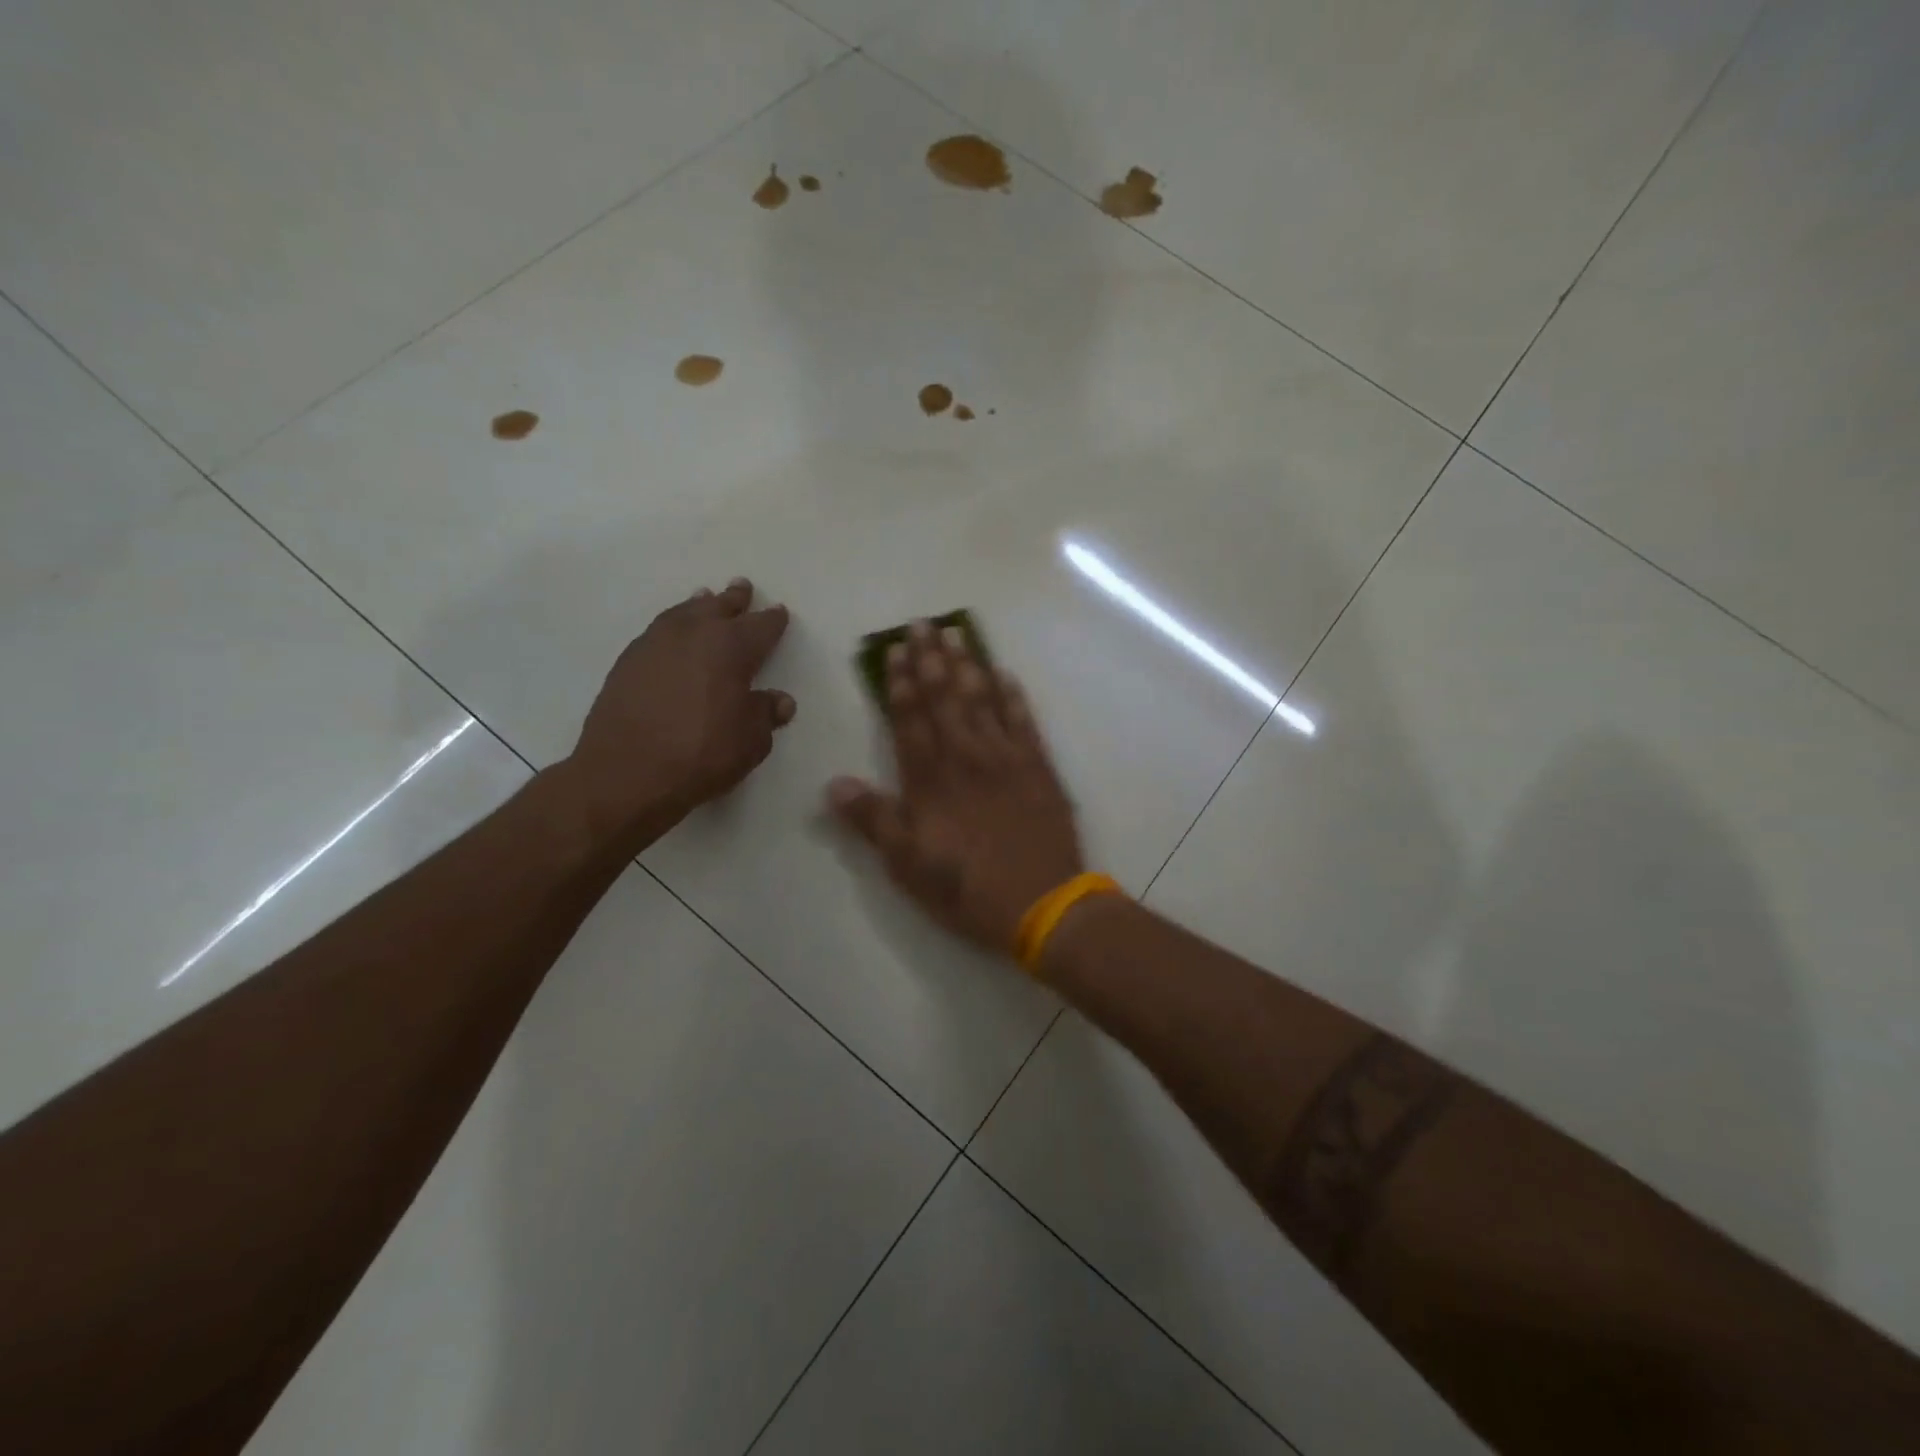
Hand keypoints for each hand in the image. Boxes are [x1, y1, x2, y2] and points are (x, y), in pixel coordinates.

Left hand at [563, 578, 792, 843]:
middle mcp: (694, 634)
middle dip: (734, 599)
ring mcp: (655, 644)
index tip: (779, 613)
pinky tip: (673, 635)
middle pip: (719, 607)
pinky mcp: (628, 661)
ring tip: (705, 599)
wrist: (625, 772)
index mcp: (731, 647)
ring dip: (699, 606)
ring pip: (683, 613)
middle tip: (741, 588)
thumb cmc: (701, 754)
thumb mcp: (751, 741)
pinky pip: (658, 630)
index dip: (772, 620)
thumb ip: (765, 714)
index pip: (761, 626)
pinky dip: (673, 626)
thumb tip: (779, 700)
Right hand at [827, 620, 1083, 955]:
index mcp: (930, 779)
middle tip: (924, 624)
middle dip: (931, 659)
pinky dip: (1013, 696)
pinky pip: (1024, 721)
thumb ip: (873, 820)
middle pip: (945, 698)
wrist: (1042, 903)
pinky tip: (1005, 674)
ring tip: (957, 634)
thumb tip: (835, 783)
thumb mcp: (907, 864)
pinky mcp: (1039, 767)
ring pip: (982, 700)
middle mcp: (966, 757)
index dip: (901, 683)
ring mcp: (1006, 758)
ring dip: (968, 665)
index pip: (910, 719)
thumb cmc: (967, 888)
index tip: (896, 650)